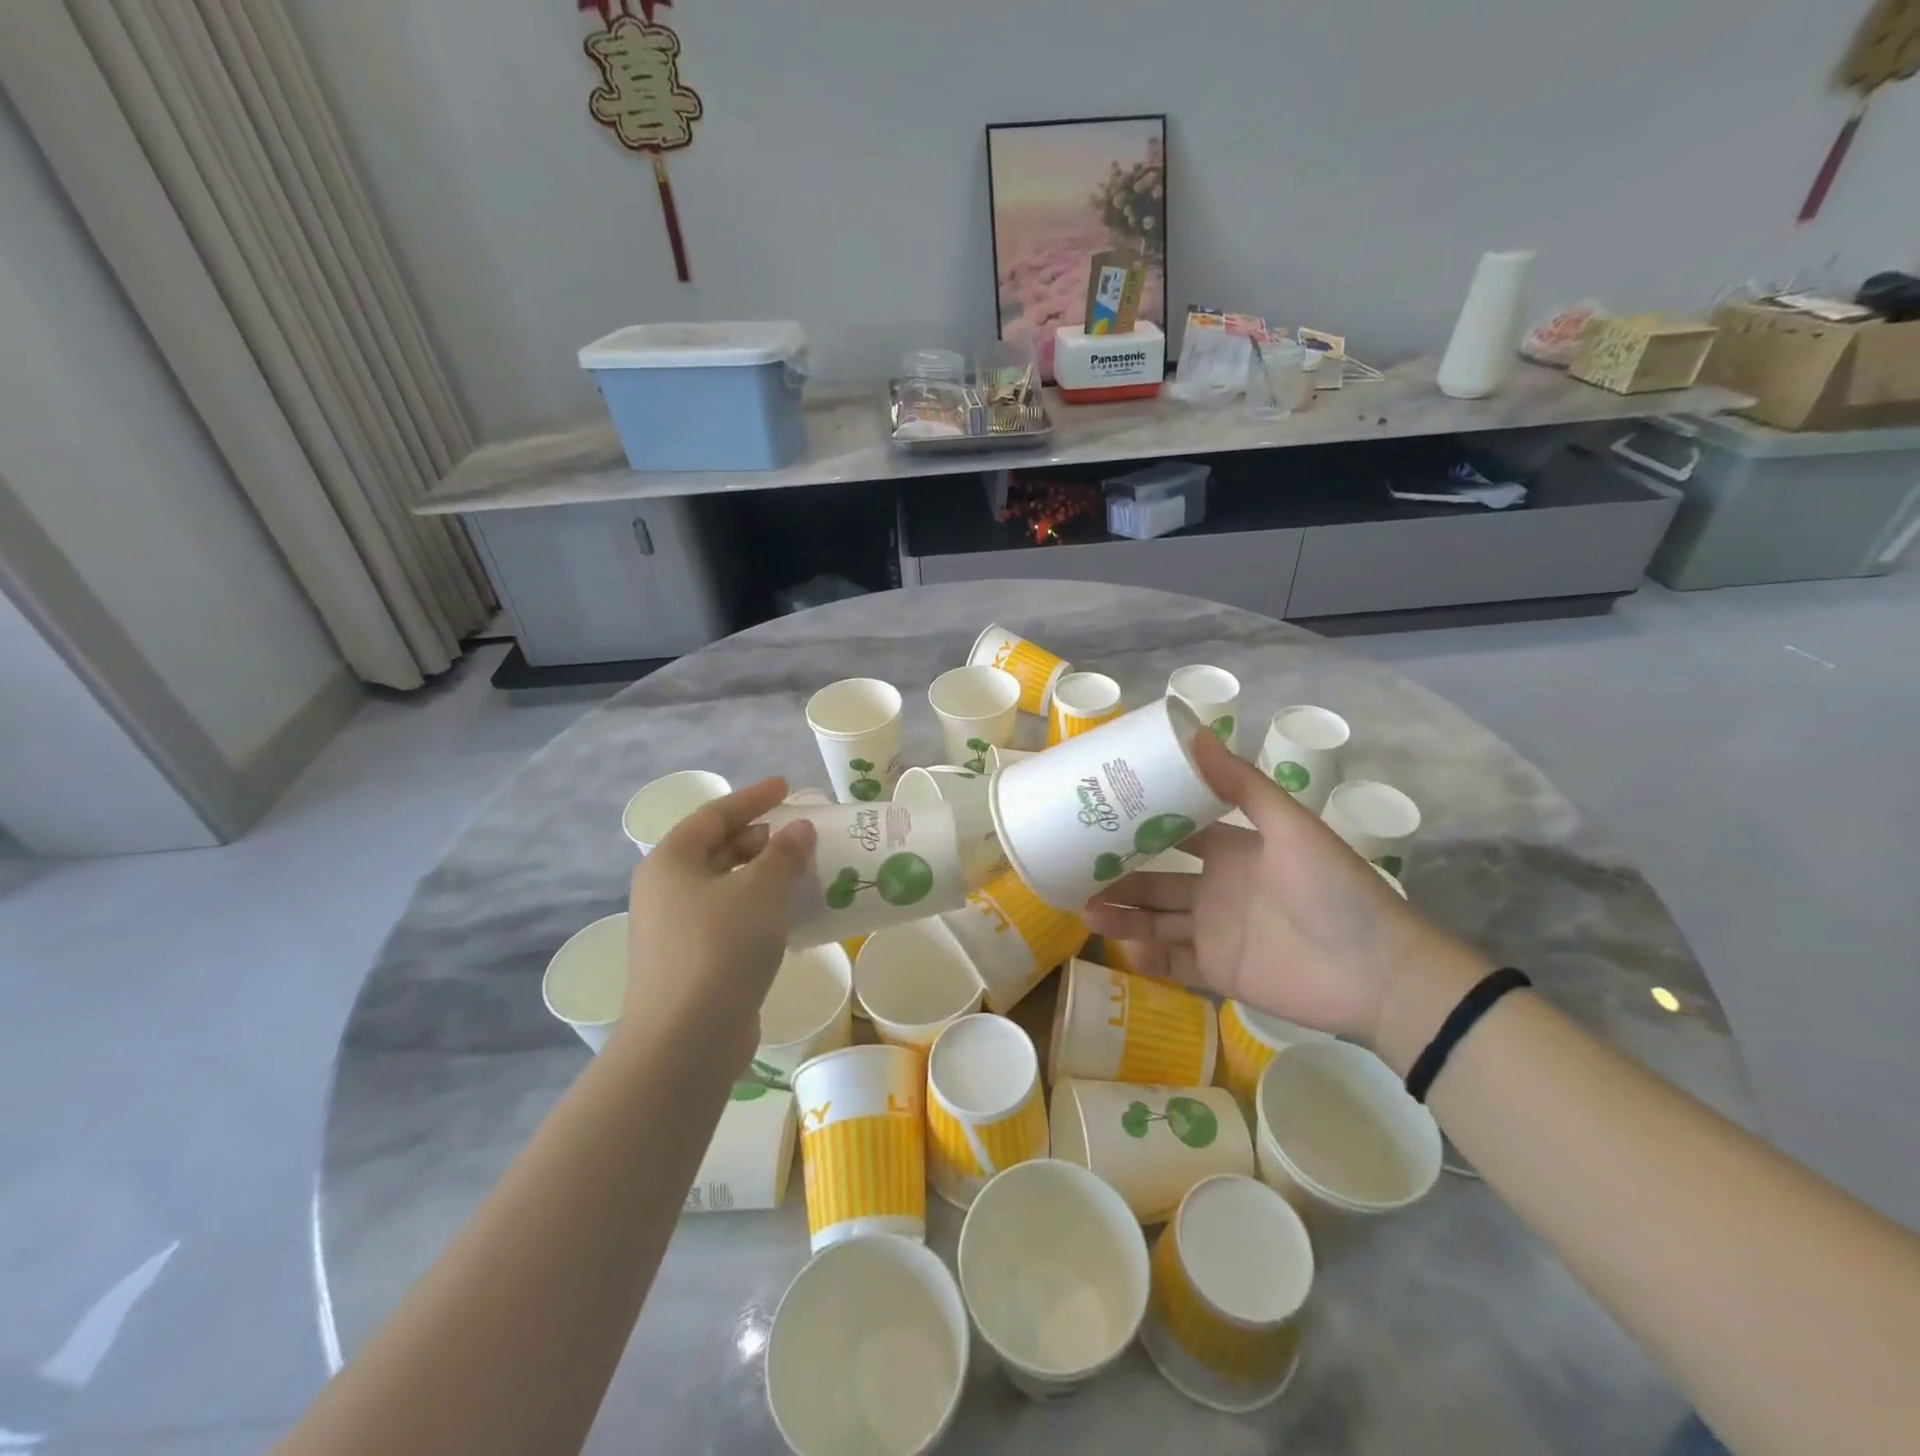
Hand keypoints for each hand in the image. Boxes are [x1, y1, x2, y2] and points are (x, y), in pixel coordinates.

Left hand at [616, 778, 816, 1068]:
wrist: (685, 1040)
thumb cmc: (721, 948)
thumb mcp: (761, 891)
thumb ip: (784, 854)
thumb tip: (799, 830)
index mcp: (672, 861)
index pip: (715, 815)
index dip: (753, 798)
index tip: (786, 787)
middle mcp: (666, 890)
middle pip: (716, 849)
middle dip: (759, 838)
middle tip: (799, 833)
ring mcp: (674, 929)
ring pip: (724, 886)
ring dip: (762, 875)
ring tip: (801, 870)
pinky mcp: (690, 962)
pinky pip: (728, 918)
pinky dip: (757, 908)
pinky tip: (789, 915)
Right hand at [1082, 730, 1487, 1050]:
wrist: (1381, 974)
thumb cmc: (1335, 890)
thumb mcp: (1291, 827)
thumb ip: (1242, 784)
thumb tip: (1194, 730)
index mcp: (1233, 849)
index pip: (1175, 833)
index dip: (1139, 826)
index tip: (1097, 815)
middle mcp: (1218, 888)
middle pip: (1155, 880)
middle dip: (1117, 875)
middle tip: (1074, 868)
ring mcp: (1216, 932)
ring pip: (1156, 921)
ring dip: (1122, 915)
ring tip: (1084, 909)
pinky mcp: (1220, 973)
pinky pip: (1173, 965)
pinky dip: (1148, 958)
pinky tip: (1126, 948)